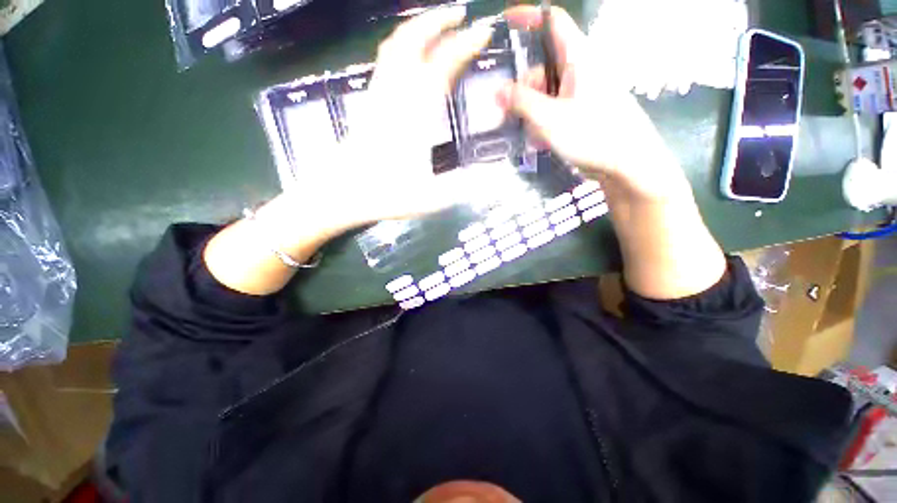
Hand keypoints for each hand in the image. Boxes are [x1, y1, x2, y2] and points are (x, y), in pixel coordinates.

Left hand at [306, 6, 493, 233]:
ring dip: (418, 28)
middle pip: (413, 41)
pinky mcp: (369, 102)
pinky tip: (412, 54)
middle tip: (461, 13)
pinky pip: (385, 62)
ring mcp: (378, 96)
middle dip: (439, 20)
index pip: (441, 66)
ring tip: (439, 24)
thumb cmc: (382, 194)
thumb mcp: (427, 198)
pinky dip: (402, 46)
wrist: (340, 192)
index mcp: (414, 116)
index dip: (464, 45)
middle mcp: (395, 96)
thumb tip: (484, 179)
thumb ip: (457, 188)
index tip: (484, 31)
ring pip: (395, 46)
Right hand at [497, 6, 692, 204]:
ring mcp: (580, 92)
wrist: (626, 163)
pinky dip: (542, 121)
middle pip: (541, 66)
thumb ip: (521, 102)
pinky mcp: (580, 111)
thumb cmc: (592, 134)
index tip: (503, 24)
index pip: (551, 21)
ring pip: (545, 92)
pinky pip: (553, 109)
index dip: (527, 17)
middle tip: (509, 112)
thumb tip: (496, 90)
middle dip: (523, 87)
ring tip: (532, 135)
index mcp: (577, 57)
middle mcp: (579, 69)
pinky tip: (541, 140)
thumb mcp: (550, 118)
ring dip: (531, 111)